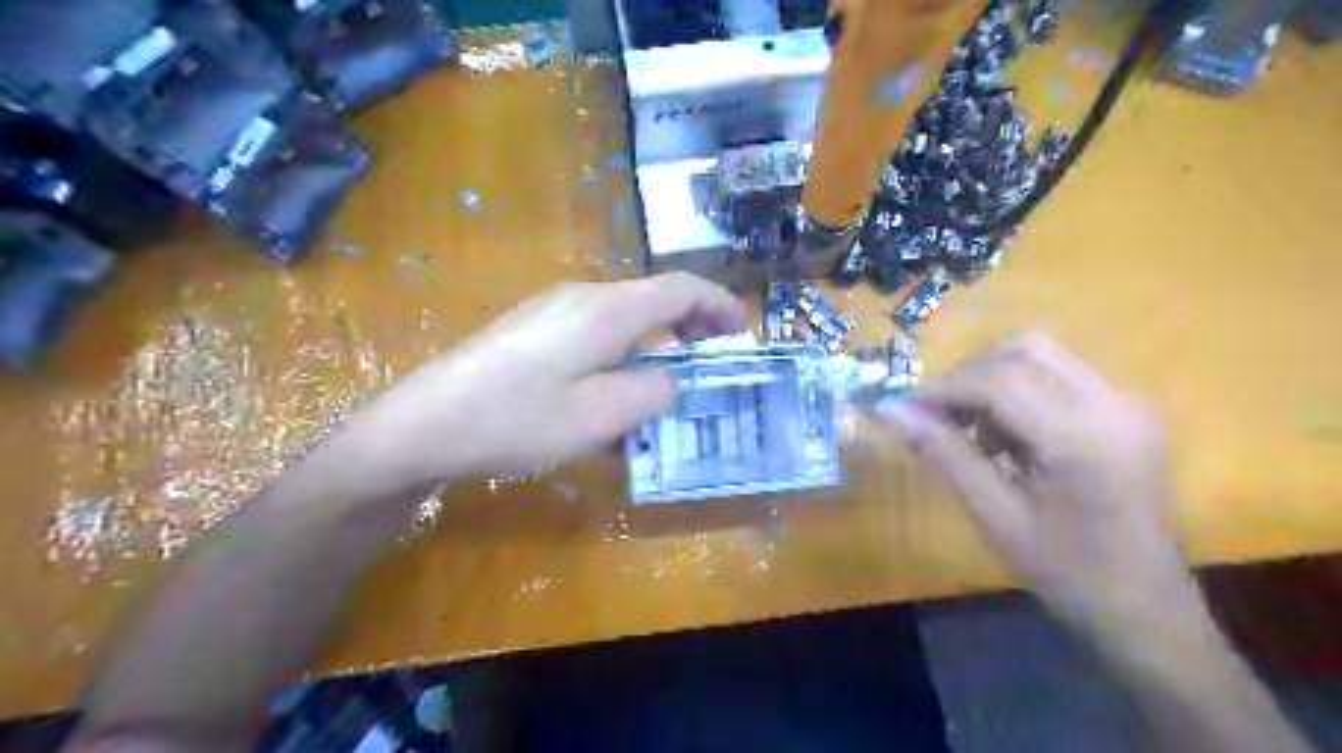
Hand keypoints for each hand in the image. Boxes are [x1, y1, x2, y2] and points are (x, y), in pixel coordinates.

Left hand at [347, 273, 743, 485]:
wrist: (428, 423)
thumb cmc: (518, 419)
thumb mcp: (600, 417)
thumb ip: (651, 393)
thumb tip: (670, 379)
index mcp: (608, 310)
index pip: (680, 289)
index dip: (718, 303)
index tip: (741, 329)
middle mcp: (584, 296)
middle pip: (652, 296)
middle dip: (691, 321)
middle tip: (712, 355)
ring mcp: (553, 308)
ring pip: (624, 314)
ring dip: (656, 337)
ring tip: (669, 375)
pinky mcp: (533, 327)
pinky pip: (595, 328)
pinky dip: (623, 347)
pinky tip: (614, 386)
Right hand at [883, 332, 1193, 631]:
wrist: (1145, 608)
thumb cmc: (1066, 572)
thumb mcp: (995, 516)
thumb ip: (945, 453)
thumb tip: (891, 412)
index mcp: (1083, 439)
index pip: (998, 382)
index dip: (943, 389)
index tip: (904, 410)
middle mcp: (1113, 404)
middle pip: (1022, 350)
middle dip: (968, 376)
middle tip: (937, 417)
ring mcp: (1127, 402)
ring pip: (1040, 355)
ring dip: (992, 379)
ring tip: (972, 429)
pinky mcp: (1127, 409)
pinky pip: (1059, 375)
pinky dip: (1019, 391)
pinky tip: (1007, 435)